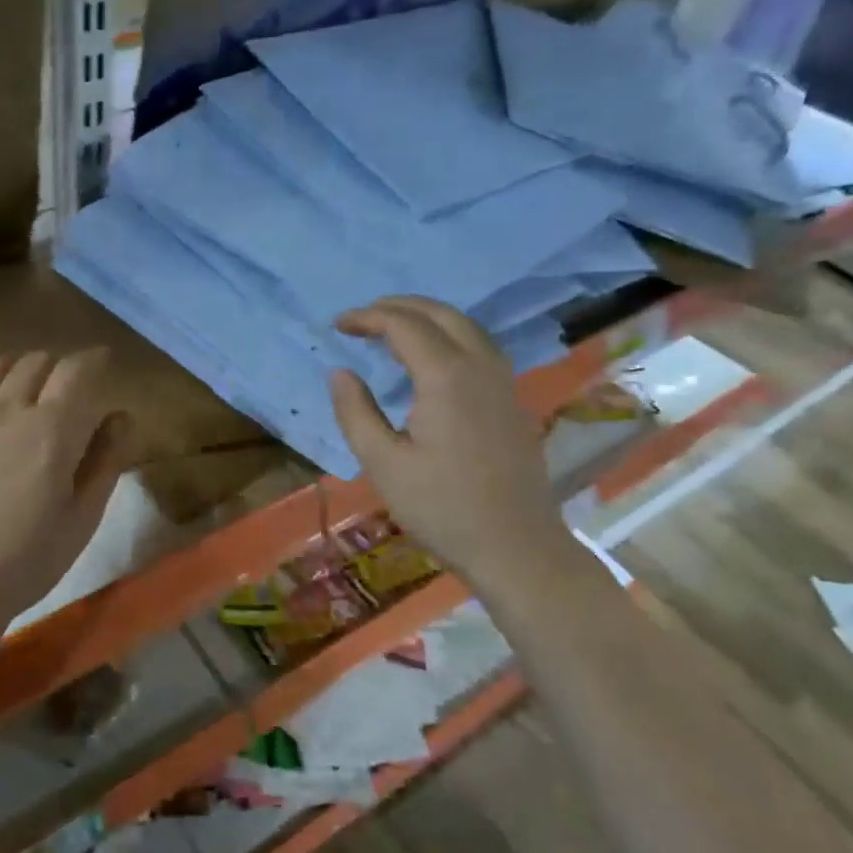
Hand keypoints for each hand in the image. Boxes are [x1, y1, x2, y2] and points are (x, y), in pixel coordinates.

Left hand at [0, 349, 129, 630]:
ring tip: (28, 385)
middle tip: (71, 387)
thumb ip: (106, 460)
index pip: (77, 370)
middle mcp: (8, 410)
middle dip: (60, 365)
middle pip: (37, 362)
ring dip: (19, 367)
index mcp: (52, 429)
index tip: (105, 363)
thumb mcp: (84, 516)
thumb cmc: (30, 556)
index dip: (95, 360)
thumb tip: (120, 417)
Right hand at [328, 297, 574, 592]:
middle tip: (363, 319)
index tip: (338, 325)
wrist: (515, 546)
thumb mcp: (383, 463)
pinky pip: (479, 347)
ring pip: (465, 326)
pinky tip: (431, 360)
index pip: (403, 325)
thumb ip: (356, 412)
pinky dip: (448, 336)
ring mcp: (503, 382)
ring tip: (392, 330)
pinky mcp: (511, 400)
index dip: (367, 318)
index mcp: (445, 376)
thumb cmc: (441, 507)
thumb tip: (340, 373)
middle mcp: (480, 365)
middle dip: (398, 307)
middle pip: (440, 314)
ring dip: (426, 318)